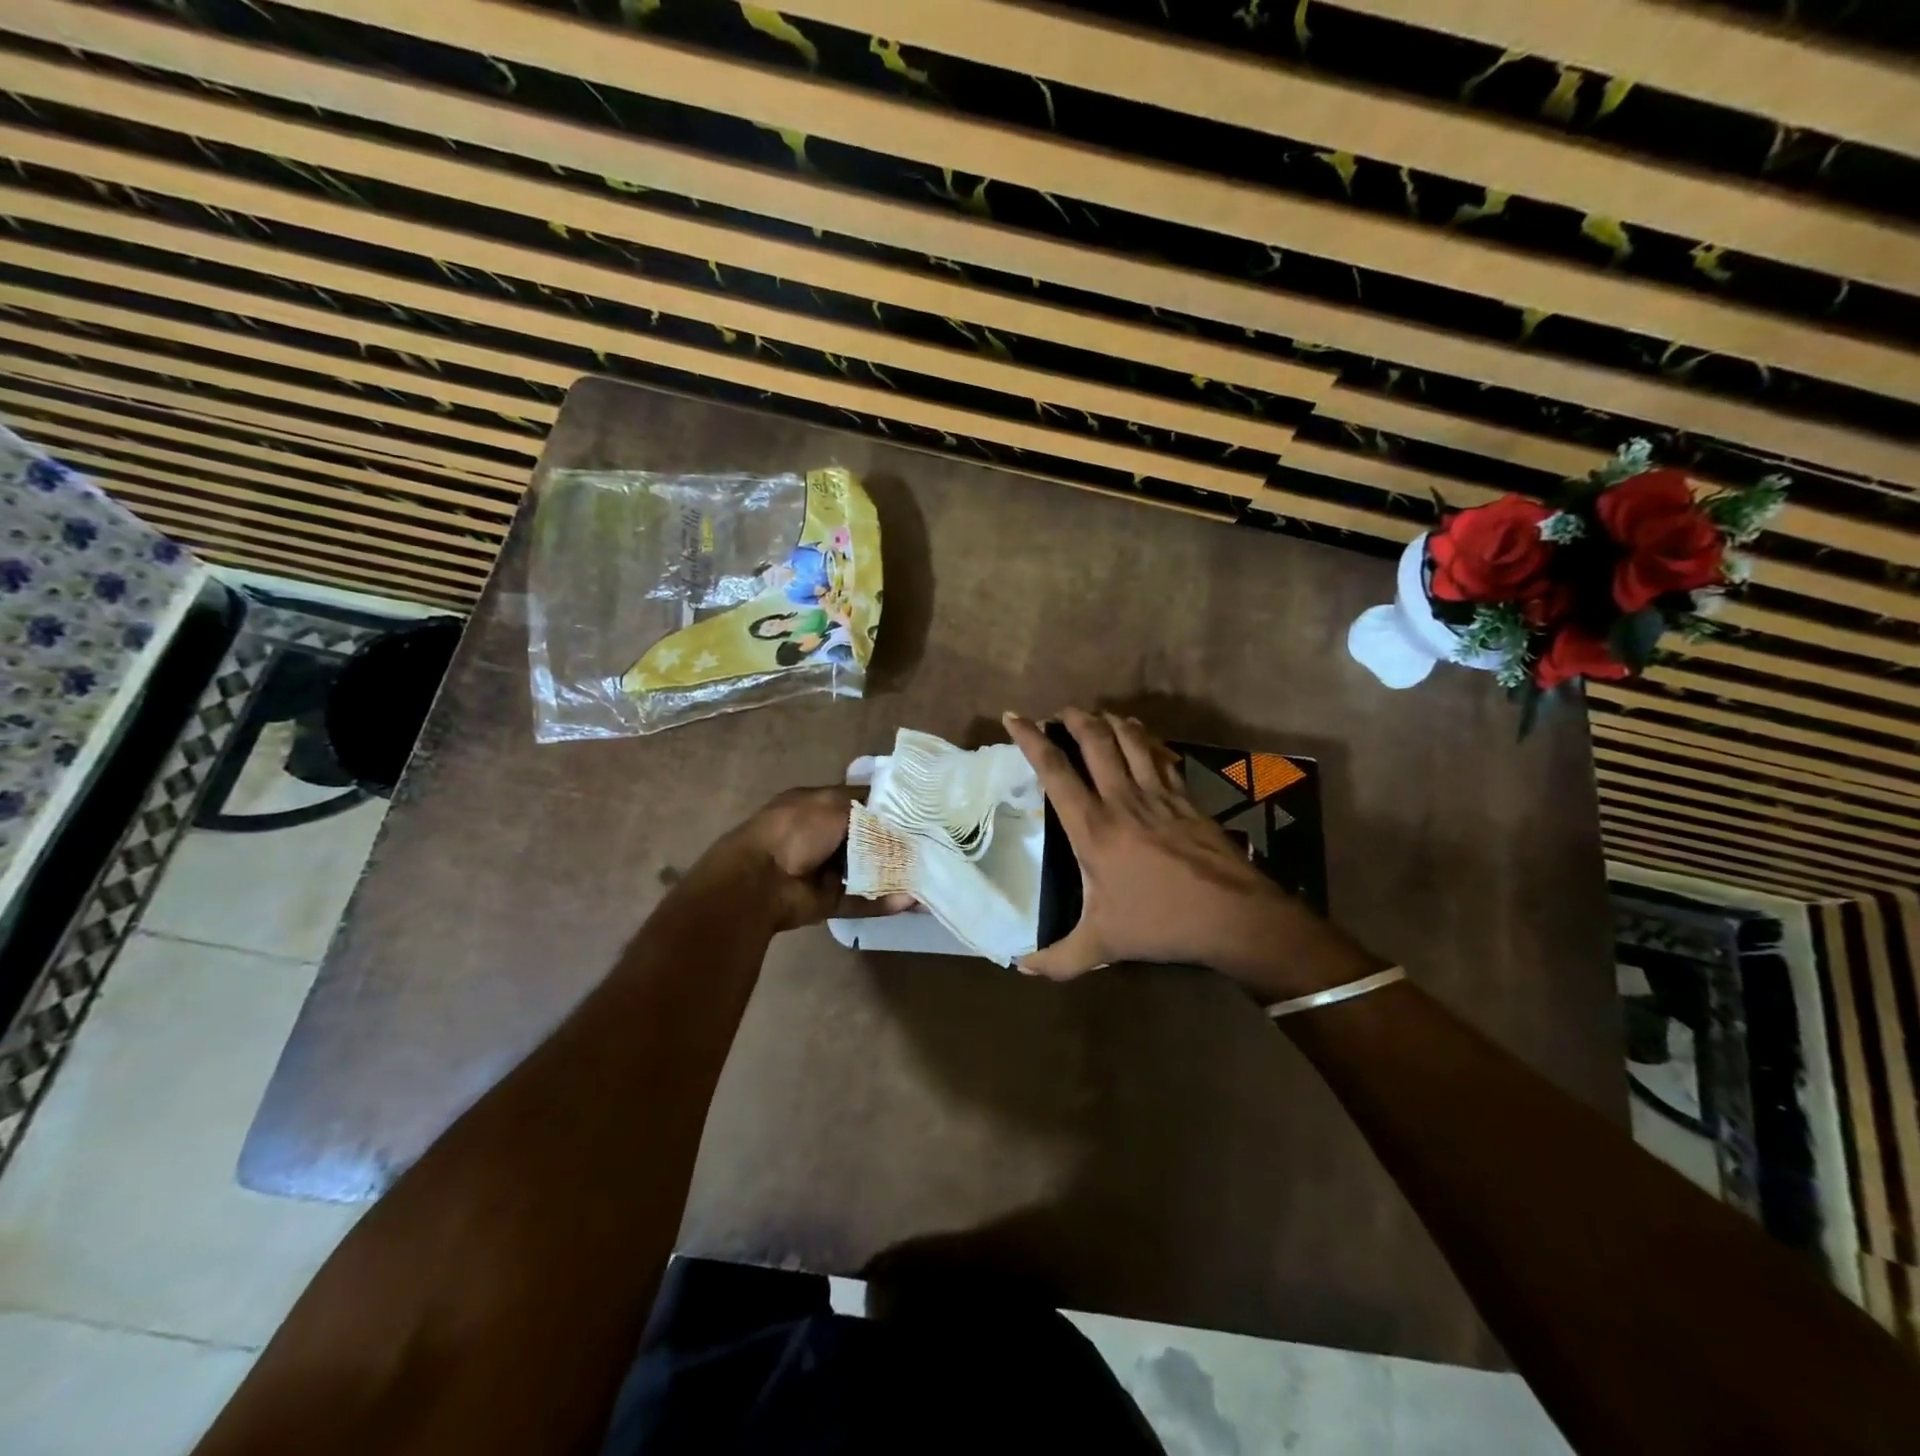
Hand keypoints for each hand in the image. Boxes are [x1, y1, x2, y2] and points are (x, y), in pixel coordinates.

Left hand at [694, 786, 912, 932]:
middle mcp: (822, 835)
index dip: (888, 805)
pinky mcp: (828, 899)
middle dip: (895, 840)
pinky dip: (884, 901)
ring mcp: (824, 869)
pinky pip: (861, 899)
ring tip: (929, 870)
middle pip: (866, 837)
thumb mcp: (832, 803)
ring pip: (867, 870)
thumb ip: (866, 806)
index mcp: (817, 805)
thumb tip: (896, 813)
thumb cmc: (795, 829)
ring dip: (894, 872)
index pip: (860, 801)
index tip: (920, 810)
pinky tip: (911, 899)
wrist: (759, 881)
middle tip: (931, 842)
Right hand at [1003, 709, 1383, 1001]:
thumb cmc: (1160, 923)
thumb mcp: (1102, 944)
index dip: (1032, 739)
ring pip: (1130, 740)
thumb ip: (1059, 957)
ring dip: (1110, 721)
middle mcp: (1122, 799)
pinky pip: (1161, 756)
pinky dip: (1147, 740)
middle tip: (1061, 710)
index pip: (1055, 771)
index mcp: (1093, 827)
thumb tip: (1021, 969)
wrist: (1232, 915)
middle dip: (1074, 717)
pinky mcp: (1186, 798)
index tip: (1015, 717)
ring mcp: (1158, 794)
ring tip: (1098, 715)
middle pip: (1095, 741)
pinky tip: (1143, 737)